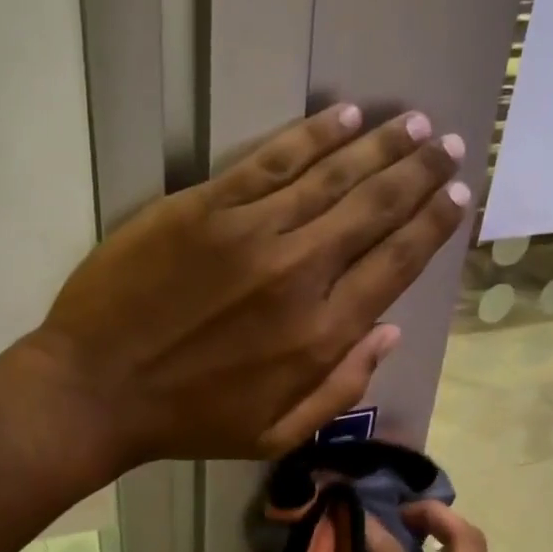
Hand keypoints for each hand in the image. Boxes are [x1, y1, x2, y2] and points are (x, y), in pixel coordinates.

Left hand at [24, 105, 469, 468]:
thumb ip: (341, 388)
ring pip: (332, 175)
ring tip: (415, 123)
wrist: (96, 391)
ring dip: (380, 145)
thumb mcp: (275, 434)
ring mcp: (250, 233)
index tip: (457, 196)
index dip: (432, 226)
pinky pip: (271, 160)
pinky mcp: (203, 207)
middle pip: (373, 209)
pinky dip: (313, 135)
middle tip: (449, 145)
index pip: (394, 265)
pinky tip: (345, 117)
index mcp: (320, 336)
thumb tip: (390, 334)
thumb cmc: (188, 422)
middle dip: (419, 173)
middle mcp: (298, 274)